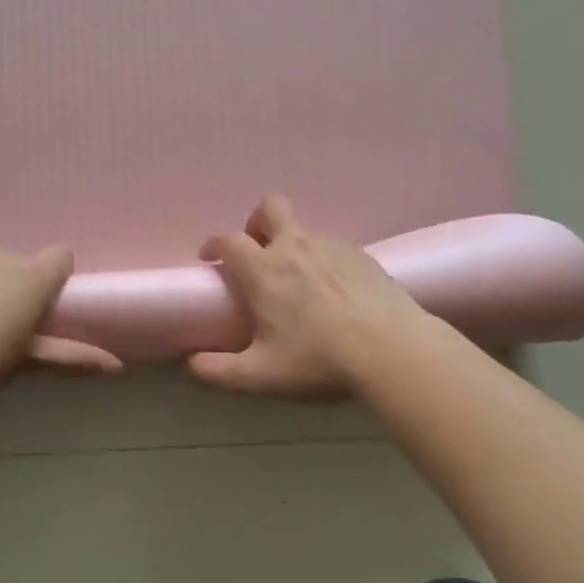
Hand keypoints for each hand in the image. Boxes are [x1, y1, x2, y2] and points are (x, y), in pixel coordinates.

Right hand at [190, 196, 428, 399]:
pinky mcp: (362, 255)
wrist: (393, 350)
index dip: (213, 244)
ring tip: (298, 281)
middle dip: (256, 223)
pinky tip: (333, 291)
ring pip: (303, 228)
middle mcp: (295, 246)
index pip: (228, 240)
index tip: (210, 259)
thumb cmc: (319, 359)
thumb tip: (191, 365)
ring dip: (291, 243)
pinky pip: (332, 246)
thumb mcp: (261, 375)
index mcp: (264, 269)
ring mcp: (332, 246)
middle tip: (258, 253)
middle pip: (269, 207)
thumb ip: (219, 371)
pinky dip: (322, 259)